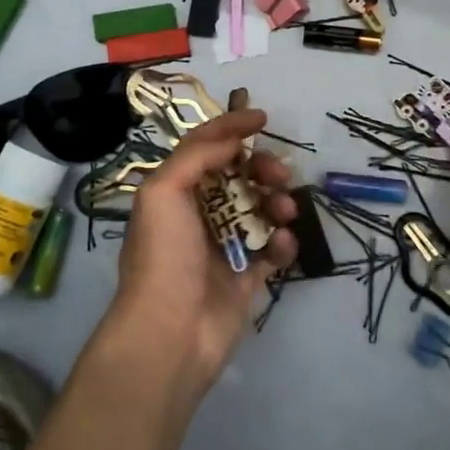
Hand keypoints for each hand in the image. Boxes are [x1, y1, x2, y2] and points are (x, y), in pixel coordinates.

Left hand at [113, 109, 297, 390]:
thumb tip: (232, 140)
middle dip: (262, 168)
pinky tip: (283, 244)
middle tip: (279, 173)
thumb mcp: (164, 191)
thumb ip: (197, 155)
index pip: (205, 148)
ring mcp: (224, 247)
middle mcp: (199, 214)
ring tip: (285, 212)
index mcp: (174, 192)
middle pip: (239, 176)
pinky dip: (283, 242)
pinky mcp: (246, 277)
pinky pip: (272, 250)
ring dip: (277, 202)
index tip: (262, 118)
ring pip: (260, 210)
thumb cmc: (163, 255)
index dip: (231, 128)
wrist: (170, 332)